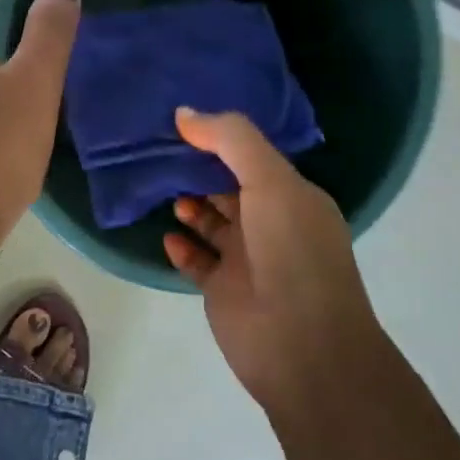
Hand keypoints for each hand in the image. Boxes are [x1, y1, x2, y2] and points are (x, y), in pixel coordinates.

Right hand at [162, 108, 381, 420]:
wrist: (301, 346)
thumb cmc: (292, 252)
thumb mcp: (270, 181)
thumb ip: (230, 140)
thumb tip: (184, 113)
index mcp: (292, 196)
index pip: (252, 157)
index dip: (220, 138)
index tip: (182, 121)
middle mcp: (271, 223)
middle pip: (228, 187)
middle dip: (198, 169)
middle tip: (158, 150)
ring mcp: (247, 258)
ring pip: (210, 221)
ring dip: (188, 205)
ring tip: (161, 189)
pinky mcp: (223, 289)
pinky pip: (196, 259)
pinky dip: (181, 246)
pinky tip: (168, 235)